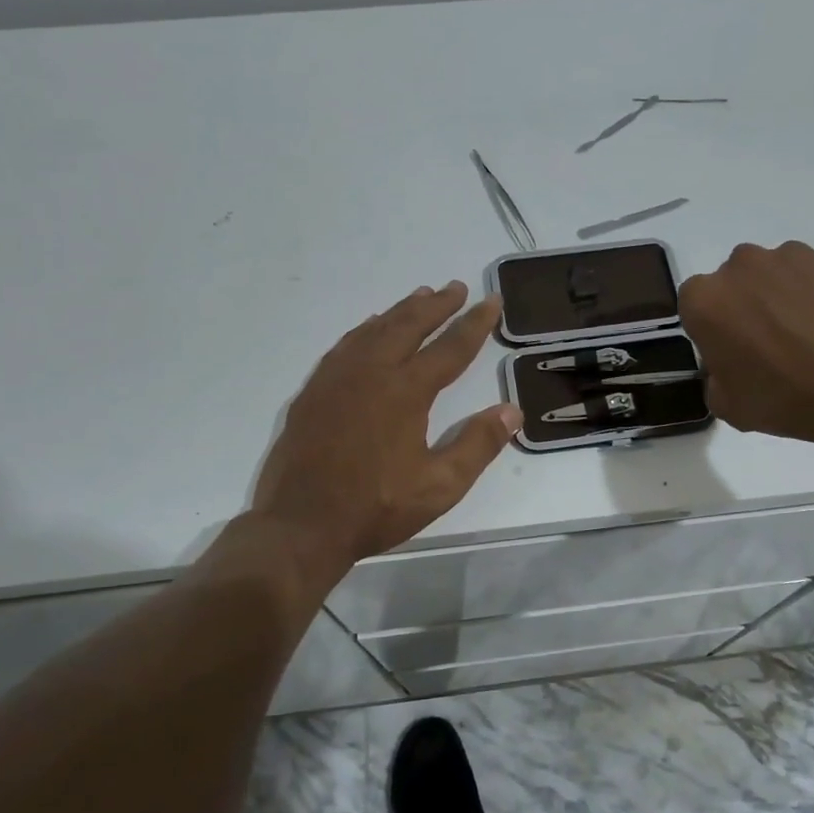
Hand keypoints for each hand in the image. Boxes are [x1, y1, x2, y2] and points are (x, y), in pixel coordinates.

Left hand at [252, 281, 521, 569]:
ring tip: (420, 296)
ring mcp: (337, 378)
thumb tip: (512, 411)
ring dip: (401, 311)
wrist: (301, 524)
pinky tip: (370, 330)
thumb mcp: (440, 486)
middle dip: (437, 305)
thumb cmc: (376, 507)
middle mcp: (371, 372)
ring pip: (374, 330)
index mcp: (406, 391)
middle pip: (409, 326)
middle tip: (456, 288)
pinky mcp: (314, 391)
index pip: (450, 348)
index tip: (491, 301)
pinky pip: (345, 345)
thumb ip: (478, 444)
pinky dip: (366, 329)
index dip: (474, 324)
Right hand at [678, 241, 813, 450]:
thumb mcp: (731, 408)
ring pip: (772, 278)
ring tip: (811, 339)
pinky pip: (811, 277)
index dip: (712, 333)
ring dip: (781, 301)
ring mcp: (789, 257)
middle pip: (733, 286)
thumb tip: (728, 368)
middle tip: (771, 348)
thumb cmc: (790, 396)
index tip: (732, 357)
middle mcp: (740, 267)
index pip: (694, 309)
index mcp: (705, 301)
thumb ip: (716, 381)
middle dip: (745, 310)